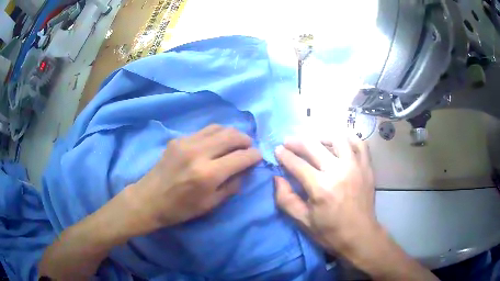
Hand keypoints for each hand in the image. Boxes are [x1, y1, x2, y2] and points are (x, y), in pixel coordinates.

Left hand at [129, 124, 261, 231]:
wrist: (149, 199)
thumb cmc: (180, 209)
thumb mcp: (211, 204)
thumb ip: (232, 185)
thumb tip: (245, 170)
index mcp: (208, 174)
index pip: (241, 157)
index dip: (254, 156)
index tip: (258, 157)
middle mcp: (199, 152)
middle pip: (231, 136)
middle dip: (246, 140)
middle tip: (249, 147)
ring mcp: (186, 142)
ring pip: (218, 128)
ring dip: (232, 133)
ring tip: (236, 142)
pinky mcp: (178, 139)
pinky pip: (204, 131)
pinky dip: (216, 134)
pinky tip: (216, 143)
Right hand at [274, 136, 377, 254]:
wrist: (360, 236)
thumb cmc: (330, 232)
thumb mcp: (303, 221)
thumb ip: (286, 199)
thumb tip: (277, 178)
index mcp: (320, 187)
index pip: (297, 164)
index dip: (284, 155)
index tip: (277, 149)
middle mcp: (338, 171)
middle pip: (314, 146)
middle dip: (297, 141)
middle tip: (289, 141)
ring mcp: (355, 166)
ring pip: (337, 138)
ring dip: (322, 136)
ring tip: (314, 141)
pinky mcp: (367, 167)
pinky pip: (359, 143)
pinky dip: (348, 138)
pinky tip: (340, 142)